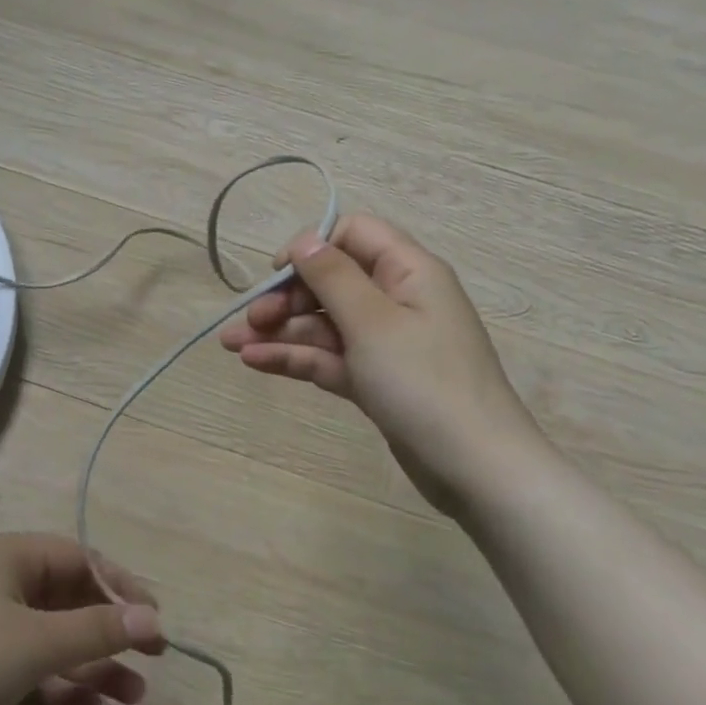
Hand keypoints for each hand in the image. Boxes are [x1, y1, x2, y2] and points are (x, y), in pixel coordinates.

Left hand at [0, 533, 166, 704]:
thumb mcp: (36, 642)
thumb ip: (97, 629)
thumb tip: (152, 618)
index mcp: (12, 557)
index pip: (82, 560)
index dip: (123, 589)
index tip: (155, 624)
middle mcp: (0, 582)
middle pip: (69, 601)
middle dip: (110, 634)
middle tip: (151, 663)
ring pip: (50, 640)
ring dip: (90, 667)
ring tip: (133, 699)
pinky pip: (26, 670)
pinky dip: (56, 687)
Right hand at [220, 214, 543, 517]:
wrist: (474, 468)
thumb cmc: (424, 382)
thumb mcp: (373, 322)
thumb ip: (332, 276)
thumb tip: (303, 239)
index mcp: (408, 272)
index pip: (354, 235)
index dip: (312, 247)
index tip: (277, 274)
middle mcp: (396, 301)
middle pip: (331, 283)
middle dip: (286, 298)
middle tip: (250, 320)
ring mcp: (385, 344)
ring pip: (323, 324)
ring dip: (279, 331)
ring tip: (231, 345)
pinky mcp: (375, 380)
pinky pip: (328, 358)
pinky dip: (294, 358)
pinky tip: (254, 362)